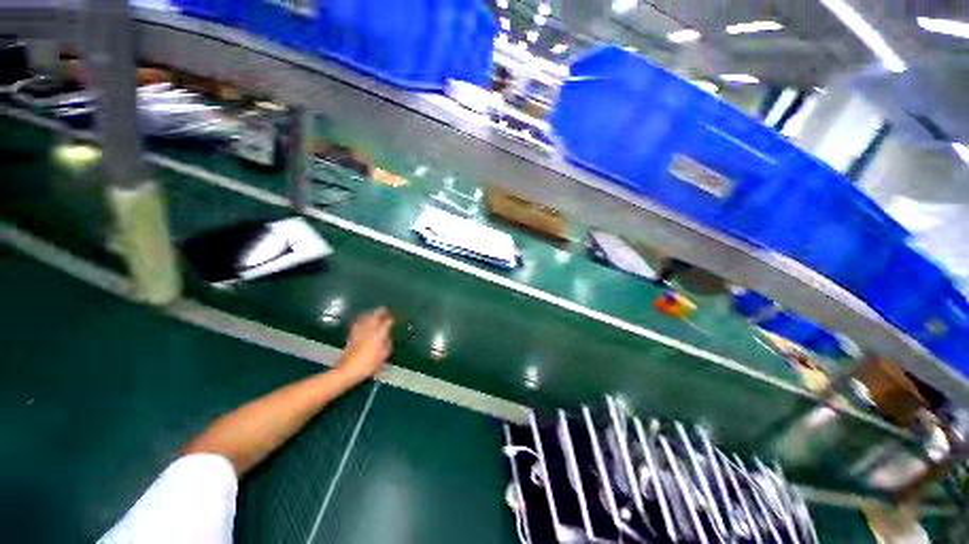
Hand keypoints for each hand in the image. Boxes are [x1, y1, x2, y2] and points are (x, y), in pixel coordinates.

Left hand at [337, 307, 392, 382]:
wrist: (347, 370)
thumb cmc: (367, 365)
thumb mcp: (383, 356)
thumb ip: (387, 345)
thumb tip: (387, 339)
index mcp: (378, 334)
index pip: (388, 322)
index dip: (393, 318)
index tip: (396, 318)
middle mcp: (368, 330)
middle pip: (375, 315)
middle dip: (381, 311)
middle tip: (385, 310)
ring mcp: (358, 331)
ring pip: (365, 317)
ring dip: (371, 314)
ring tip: (374, 314)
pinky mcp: (351, 336)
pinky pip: (358, 323)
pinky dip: (362, 321)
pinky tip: (362, 322)